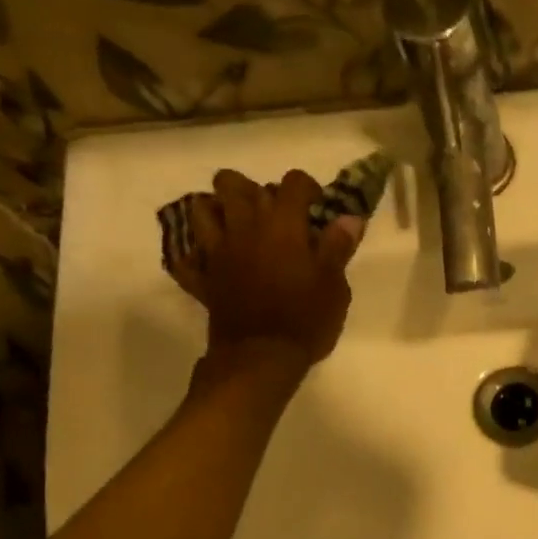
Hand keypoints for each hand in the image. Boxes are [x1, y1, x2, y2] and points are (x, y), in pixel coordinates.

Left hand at [167, 169, 362, 381]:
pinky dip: (197, 254)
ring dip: (219, 210)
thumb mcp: (334, 285)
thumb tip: (349, 218)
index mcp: (282, 224)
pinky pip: (187, 256)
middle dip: (255, 191)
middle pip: (235, 183)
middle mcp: (244, 226)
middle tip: (274, 215)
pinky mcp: (203, 276)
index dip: (308, 188)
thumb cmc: (306, 319)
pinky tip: (212, 260)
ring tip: (239, 227)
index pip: (293, 182)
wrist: (261, 356)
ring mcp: (217, 250)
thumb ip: (338, 247)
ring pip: (202, 207)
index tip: (317, 208)